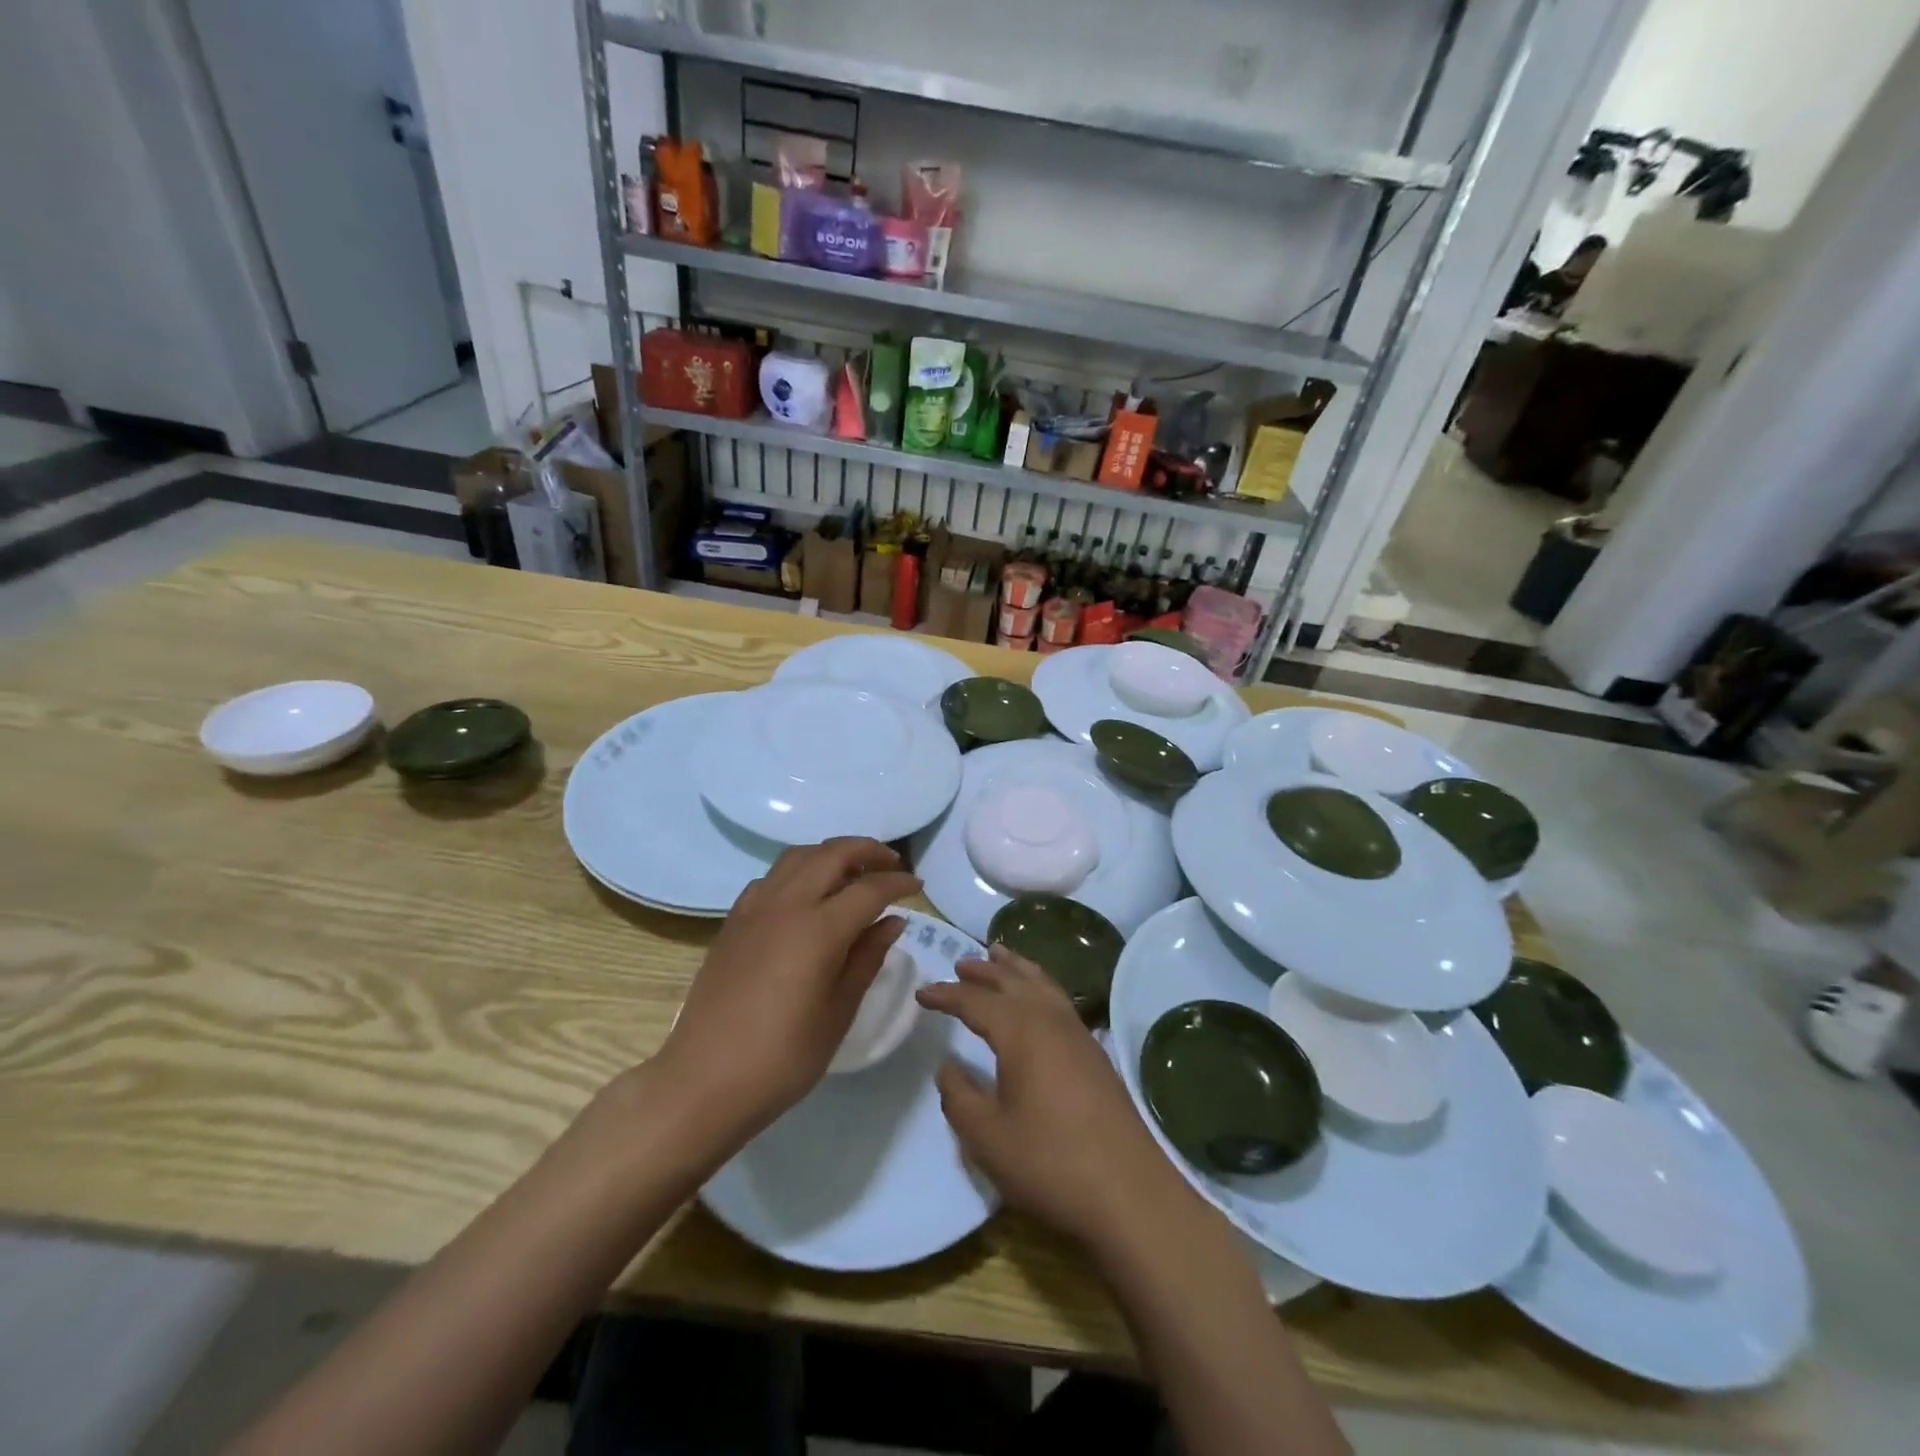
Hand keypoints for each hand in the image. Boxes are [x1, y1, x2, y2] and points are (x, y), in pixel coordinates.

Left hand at [655, 838, 919, 1142]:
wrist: (703, 1081)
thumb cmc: (782, 1058)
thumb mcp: (838, 1012)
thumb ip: (867, 958)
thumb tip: (892, 921)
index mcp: (818, 929)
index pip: (869, 888)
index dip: (898, 883)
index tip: (918, 887)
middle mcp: (786, 904)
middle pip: (833, 854)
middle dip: (868, 851)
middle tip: (892, 866)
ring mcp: (755, 908)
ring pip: (799, 856)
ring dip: (831, 854)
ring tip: (853, 874)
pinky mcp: (733, 920)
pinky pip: (772, 877)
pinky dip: (799, 871)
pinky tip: (807, 897)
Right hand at [917, 945, 1191, 1252]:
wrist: (1129, 1192)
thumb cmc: (1050, 1162)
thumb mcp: (987, 1137)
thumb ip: (959, 1096)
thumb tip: (948, 1066)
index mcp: (1021, 1031)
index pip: (975, 1001)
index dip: (946, 995)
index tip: (921, 993)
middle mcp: (1051, 1019)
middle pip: (1013, 980)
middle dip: (984, 971)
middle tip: (960, 963)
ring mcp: (1078, 1034)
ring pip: (1042, 983)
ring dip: (1016, 968)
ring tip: (999, 956)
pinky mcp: (1095, 1052)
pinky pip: (1059, 999)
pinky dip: (1040, 985)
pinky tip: (1038, 999)